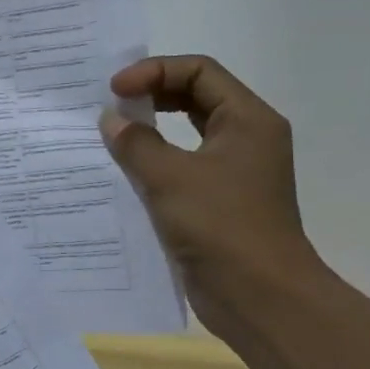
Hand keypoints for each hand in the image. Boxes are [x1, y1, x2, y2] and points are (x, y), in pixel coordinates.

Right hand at [99, 56, 321, 327]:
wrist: (259, 297)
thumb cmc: (221, 226)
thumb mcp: (170, 177)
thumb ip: (136, 142)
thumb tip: (111, 120)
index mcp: (247, 120)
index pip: (199, 71)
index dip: (154, 71)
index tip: (114, 90)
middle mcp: (245, 138)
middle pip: (194, 96)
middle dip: (151, 95)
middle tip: (110, 106)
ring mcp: (233, 172)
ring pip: (186, 133)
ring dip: (149, 130)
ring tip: (110, 135)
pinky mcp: (217, 202)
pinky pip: (181, 167)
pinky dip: (152, 162)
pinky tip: (121, 172)